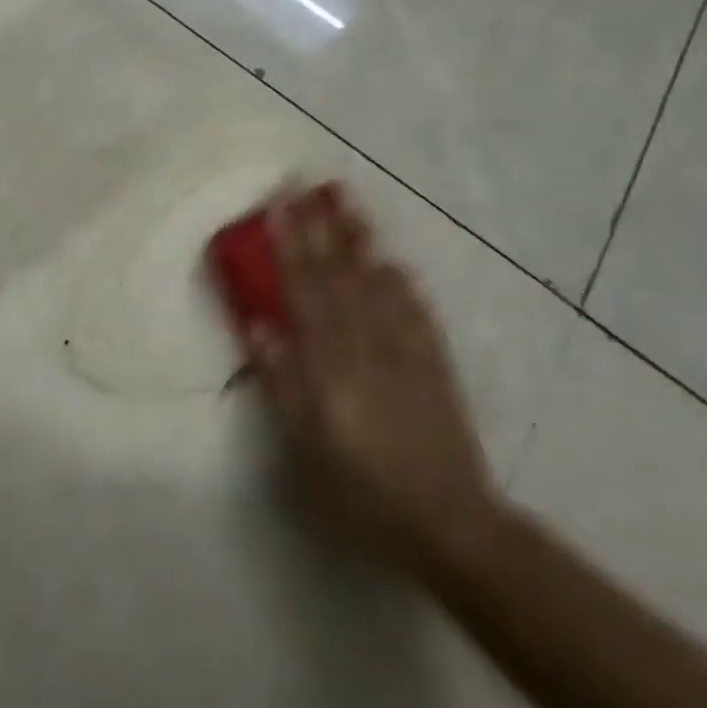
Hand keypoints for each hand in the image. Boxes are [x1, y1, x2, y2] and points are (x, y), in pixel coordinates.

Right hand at [243, 185, 500, 569]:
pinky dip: (400, 281)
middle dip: (321, 227)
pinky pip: (415, 309)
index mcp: (331, 363)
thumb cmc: (362, 490)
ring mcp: (406, 349)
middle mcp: (368, 344)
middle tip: (308, 184)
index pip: (306, 290)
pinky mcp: (434, 363)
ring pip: (376, 282)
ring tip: (347, 202)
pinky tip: (392, 262)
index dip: (291, 245)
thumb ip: (283, 381)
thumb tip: (258, 324)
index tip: (280, 205)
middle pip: (339, 275)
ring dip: (359, 239)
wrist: (448, 522)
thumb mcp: (306, 446)